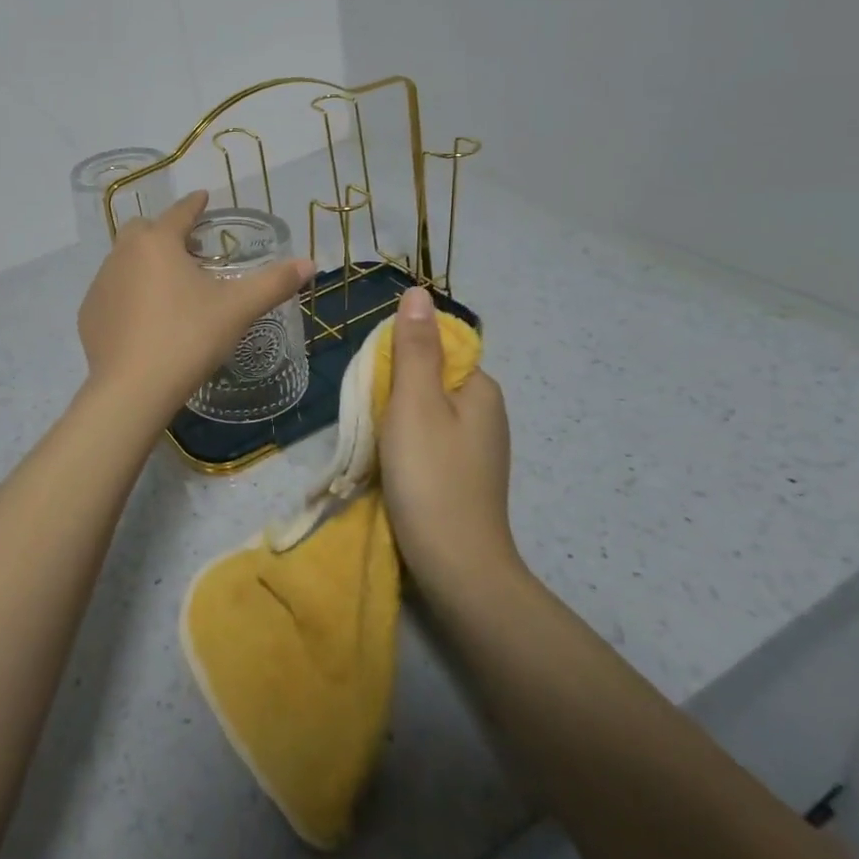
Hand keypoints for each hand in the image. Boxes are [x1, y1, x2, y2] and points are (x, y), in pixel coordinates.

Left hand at [78, 190, 314, 421]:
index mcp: (157, 242)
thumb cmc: (188, 338)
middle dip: (164, 232)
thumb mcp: (237, 309)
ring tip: (168, 287)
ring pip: (123, 260)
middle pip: (144, 231)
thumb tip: (309, 263)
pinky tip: (143, 318)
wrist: (133, 388)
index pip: (179, 212)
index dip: (194, 205)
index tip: (203, 198)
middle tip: (188, 251)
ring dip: (144, 264)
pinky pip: (111, 292)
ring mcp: (100, 284)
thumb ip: (273, 283)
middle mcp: (122, 254)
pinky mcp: (88, 314)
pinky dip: (127, 294)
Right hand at [378, 286, 523, 592]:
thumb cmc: (431, 475)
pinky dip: (407, 445)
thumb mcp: (415, 402)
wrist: (455, 566)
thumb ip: (414, 347)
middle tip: (371, 414)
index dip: (401, 355)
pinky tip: (392, 465)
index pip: (438, 347)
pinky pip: (430, 441)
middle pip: (430, 379)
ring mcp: (478, 449)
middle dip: (395, 389)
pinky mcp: (464, 476)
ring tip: (376, 441)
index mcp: (482, 388)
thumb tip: (418, 292)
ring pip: (427, 412)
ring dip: (397, 419)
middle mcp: (487, 413)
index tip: (376, 381)